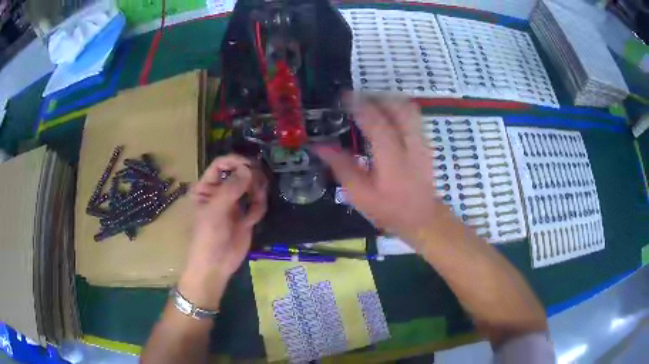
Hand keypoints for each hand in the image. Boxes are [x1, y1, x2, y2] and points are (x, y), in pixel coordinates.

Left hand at [178, 154, 267, 309]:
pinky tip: (255, 216)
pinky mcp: (245, 217)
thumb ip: (231, 189)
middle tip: (258, 183)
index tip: (250, 165)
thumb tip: (249, 169)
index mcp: (207, 188)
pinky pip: (256, 204)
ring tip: (259, 198)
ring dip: (257, 190)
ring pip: (250, 187)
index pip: (220, 165)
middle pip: (239, 173)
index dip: (235, 162)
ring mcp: (234, 205)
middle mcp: (220, 193)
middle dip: (250, 176)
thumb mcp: (215, 211)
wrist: (215, 266)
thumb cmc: (208, 237)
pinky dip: (259, 206)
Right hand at [314, 97, 446, 249]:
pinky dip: (398, 108)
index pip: (376, 122)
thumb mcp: (359, 194)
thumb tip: (319, 146)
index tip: (344, 96)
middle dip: (377, 97)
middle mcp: (411, 145)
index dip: (359, 105)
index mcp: (392, 159)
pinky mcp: (426, 143)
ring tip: (371, 102)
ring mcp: (422, 142)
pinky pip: (414, 116)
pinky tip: (386, 114)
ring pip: (409, 109)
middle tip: (358, 97)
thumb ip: (341, 167)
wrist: (422, 217)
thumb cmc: (389, 209)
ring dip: (389, 100)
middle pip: (398, 108)